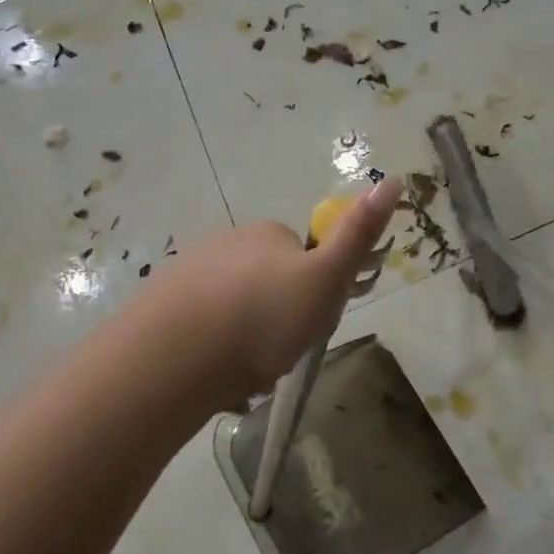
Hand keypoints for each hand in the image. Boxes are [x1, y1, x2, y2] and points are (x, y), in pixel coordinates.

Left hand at [140, 177, 401, 406]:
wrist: (175, 356)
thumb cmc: (263, 317)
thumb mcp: (325, 279)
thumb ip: (358, 236)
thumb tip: (393, 179)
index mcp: (267, 233)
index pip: (304, 258)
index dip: (313, 293)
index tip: (309, 324)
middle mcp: (226, 241)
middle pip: (267, 282)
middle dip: (276, 316)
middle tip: (278, 353)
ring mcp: (188, 270)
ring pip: (232, 306)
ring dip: (243, 335)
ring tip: (244, 374)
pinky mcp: (160, 303)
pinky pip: (200, 324)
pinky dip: (211, 346)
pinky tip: (212, 374)